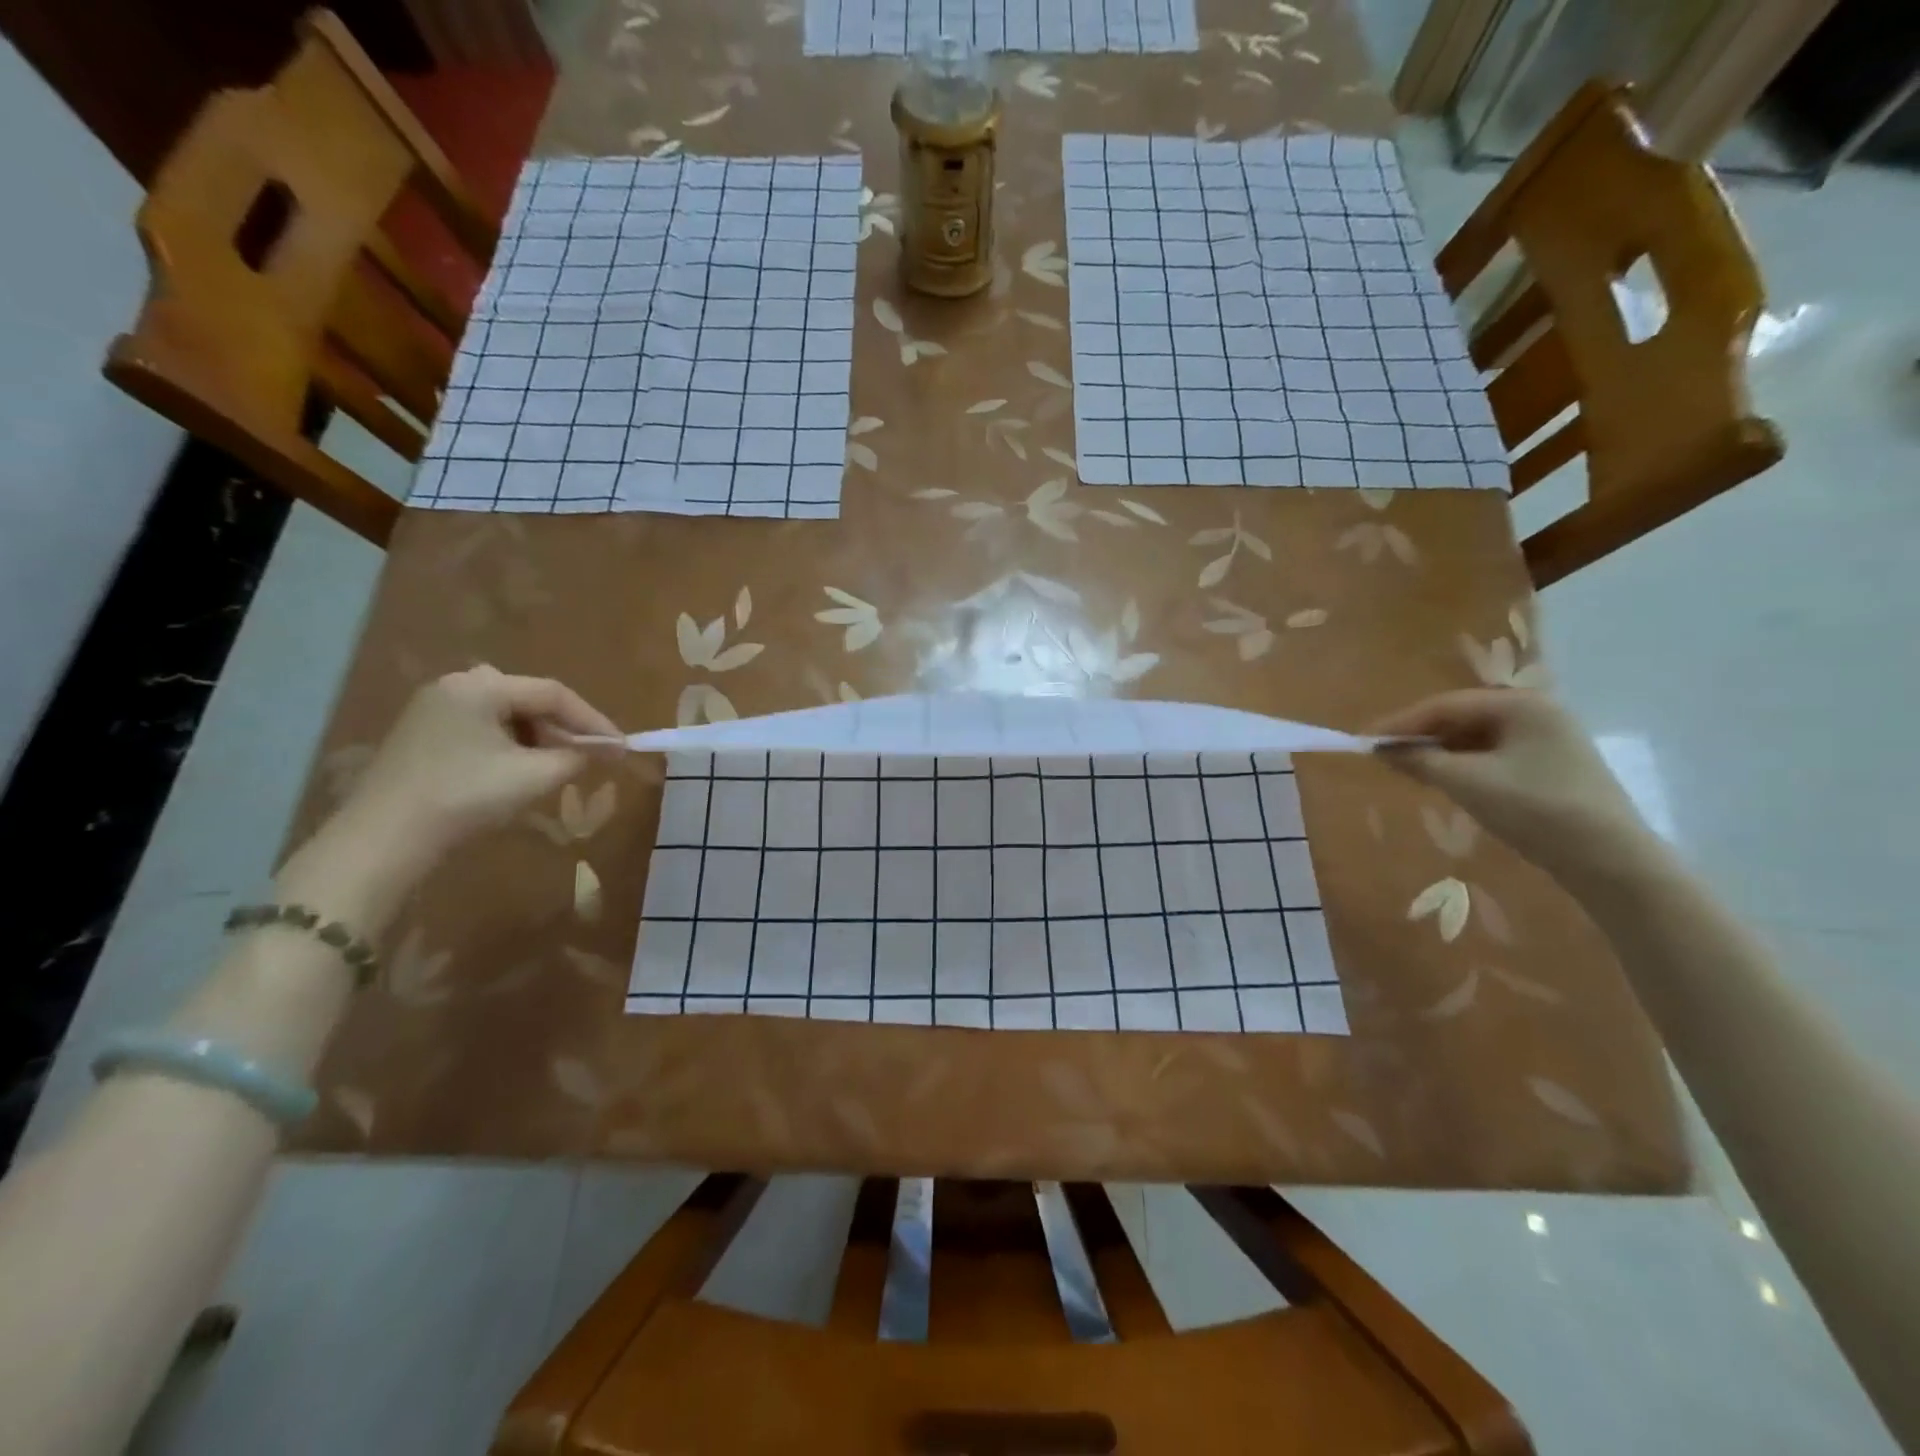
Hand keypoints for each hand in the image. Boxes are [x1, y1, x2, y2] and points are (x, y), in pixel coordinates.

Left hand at [335, 667, 621, 868]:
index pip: (554, 693)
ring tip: (558, 767)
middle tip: (591, 757)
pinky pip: (482, 729)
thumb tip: (608, 749)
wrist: (383, 840)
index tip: (621, 747)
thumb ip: (578, 756)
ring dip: (539, 738)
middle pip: (528, 700)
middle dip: (565, 729)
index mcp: (480, 687)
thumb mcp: (534, 776)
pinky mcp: (422, 735)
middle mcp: (454, 686)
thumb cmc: (465, 797)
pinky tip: (520, 771)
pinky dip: (511, 745)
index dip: (593, 720)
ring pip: (506, 715)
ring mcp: (433, 710)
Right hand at [1372, 689, 1655, 884]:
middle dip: (1418, 737)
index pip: (1445, 705)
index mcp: (1521, 705)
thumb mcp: (1467, 783)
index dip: (1400, 723)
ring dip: (1437, 753)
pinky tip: (1441, 781)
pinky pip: (1490, 756)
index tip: (1364, 741)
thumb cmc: (1535, 809)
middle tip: (1382, 756)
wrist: (1609, 861)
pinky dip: (1460, 766)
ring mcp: (1546, 741)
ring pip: (1474, 739)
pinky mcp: (1548, 767)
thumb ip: (1419, 760)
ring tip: (1405, 770)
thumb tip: (1380, 749)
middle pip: (1460, 718)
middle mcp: (1536, 713)